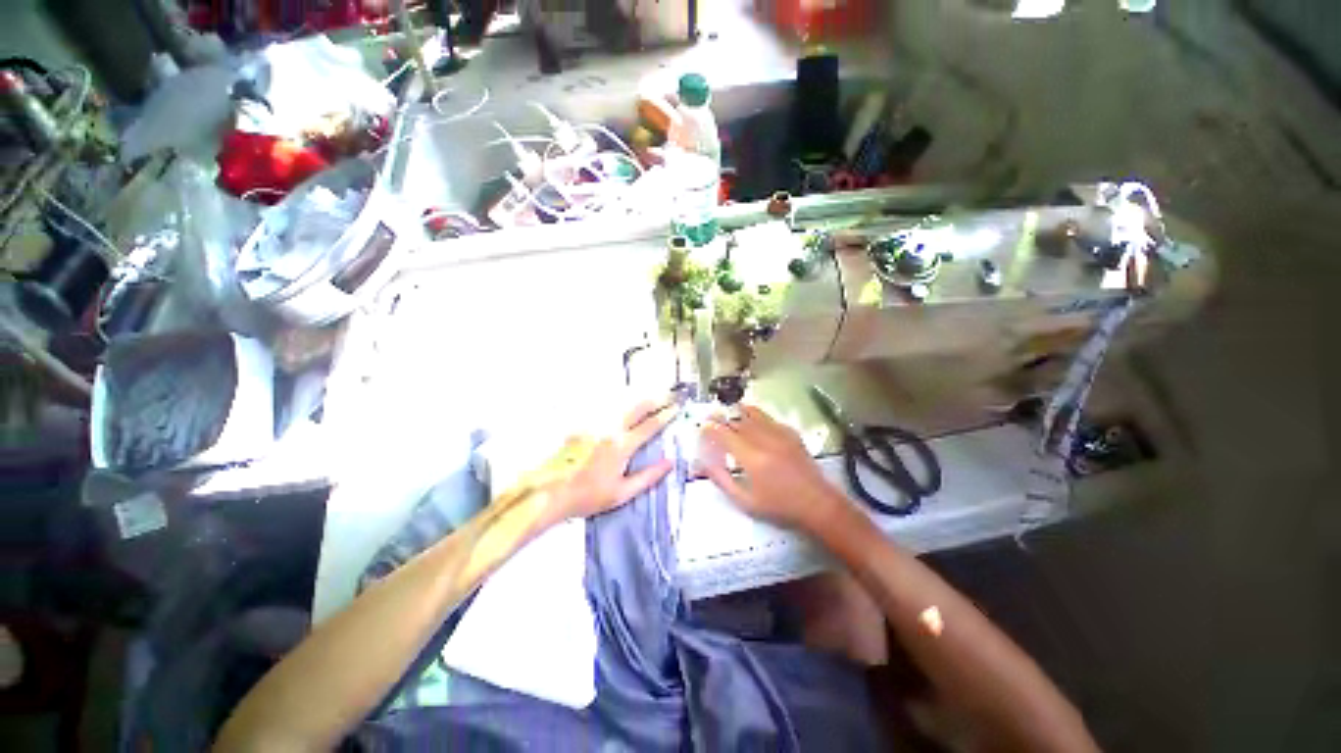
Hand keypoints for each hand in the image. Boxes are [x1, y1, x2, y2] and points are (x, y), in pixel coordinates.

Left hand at [542, 399, 675, 524]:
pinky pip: (606, 408)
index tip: (676, 407)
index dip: (665, 415)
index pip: (649, 426)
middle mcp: (609, 429)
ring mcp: (594, 424)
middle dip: (655, 399)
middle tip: (668, 394)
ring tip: (651, 395)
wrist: (549, 493)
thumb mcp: (622, 493)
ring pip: (621, 403)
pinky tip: (624, 405)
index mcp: (621, 446)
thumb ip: (648, 476)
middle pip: (636, 407)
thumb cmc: (587, 497)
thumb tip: (669, 462)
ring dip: (638, 398)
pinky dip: (621, 404)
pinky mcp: (583, 425)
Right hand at [700, 405, 845, 532]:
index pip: (724, 434)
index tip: (701, 426)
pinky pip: (768, 418)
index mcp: (752, 458)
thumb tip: (703, 463)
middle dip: (721, 416)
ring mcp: (780, 434)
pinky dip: (755, 416)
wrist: (817, 504)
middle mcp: (764, 440)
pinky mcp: (791, 433)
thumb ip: (721, 480)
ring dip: (737, 411)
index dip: (710, 428)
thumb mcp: (745, 501)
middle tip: (710, 417)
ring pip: (753, 413)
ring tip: (728, 411)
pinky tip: (752, 421)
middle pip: (737, 420)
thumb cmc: (779, 506)